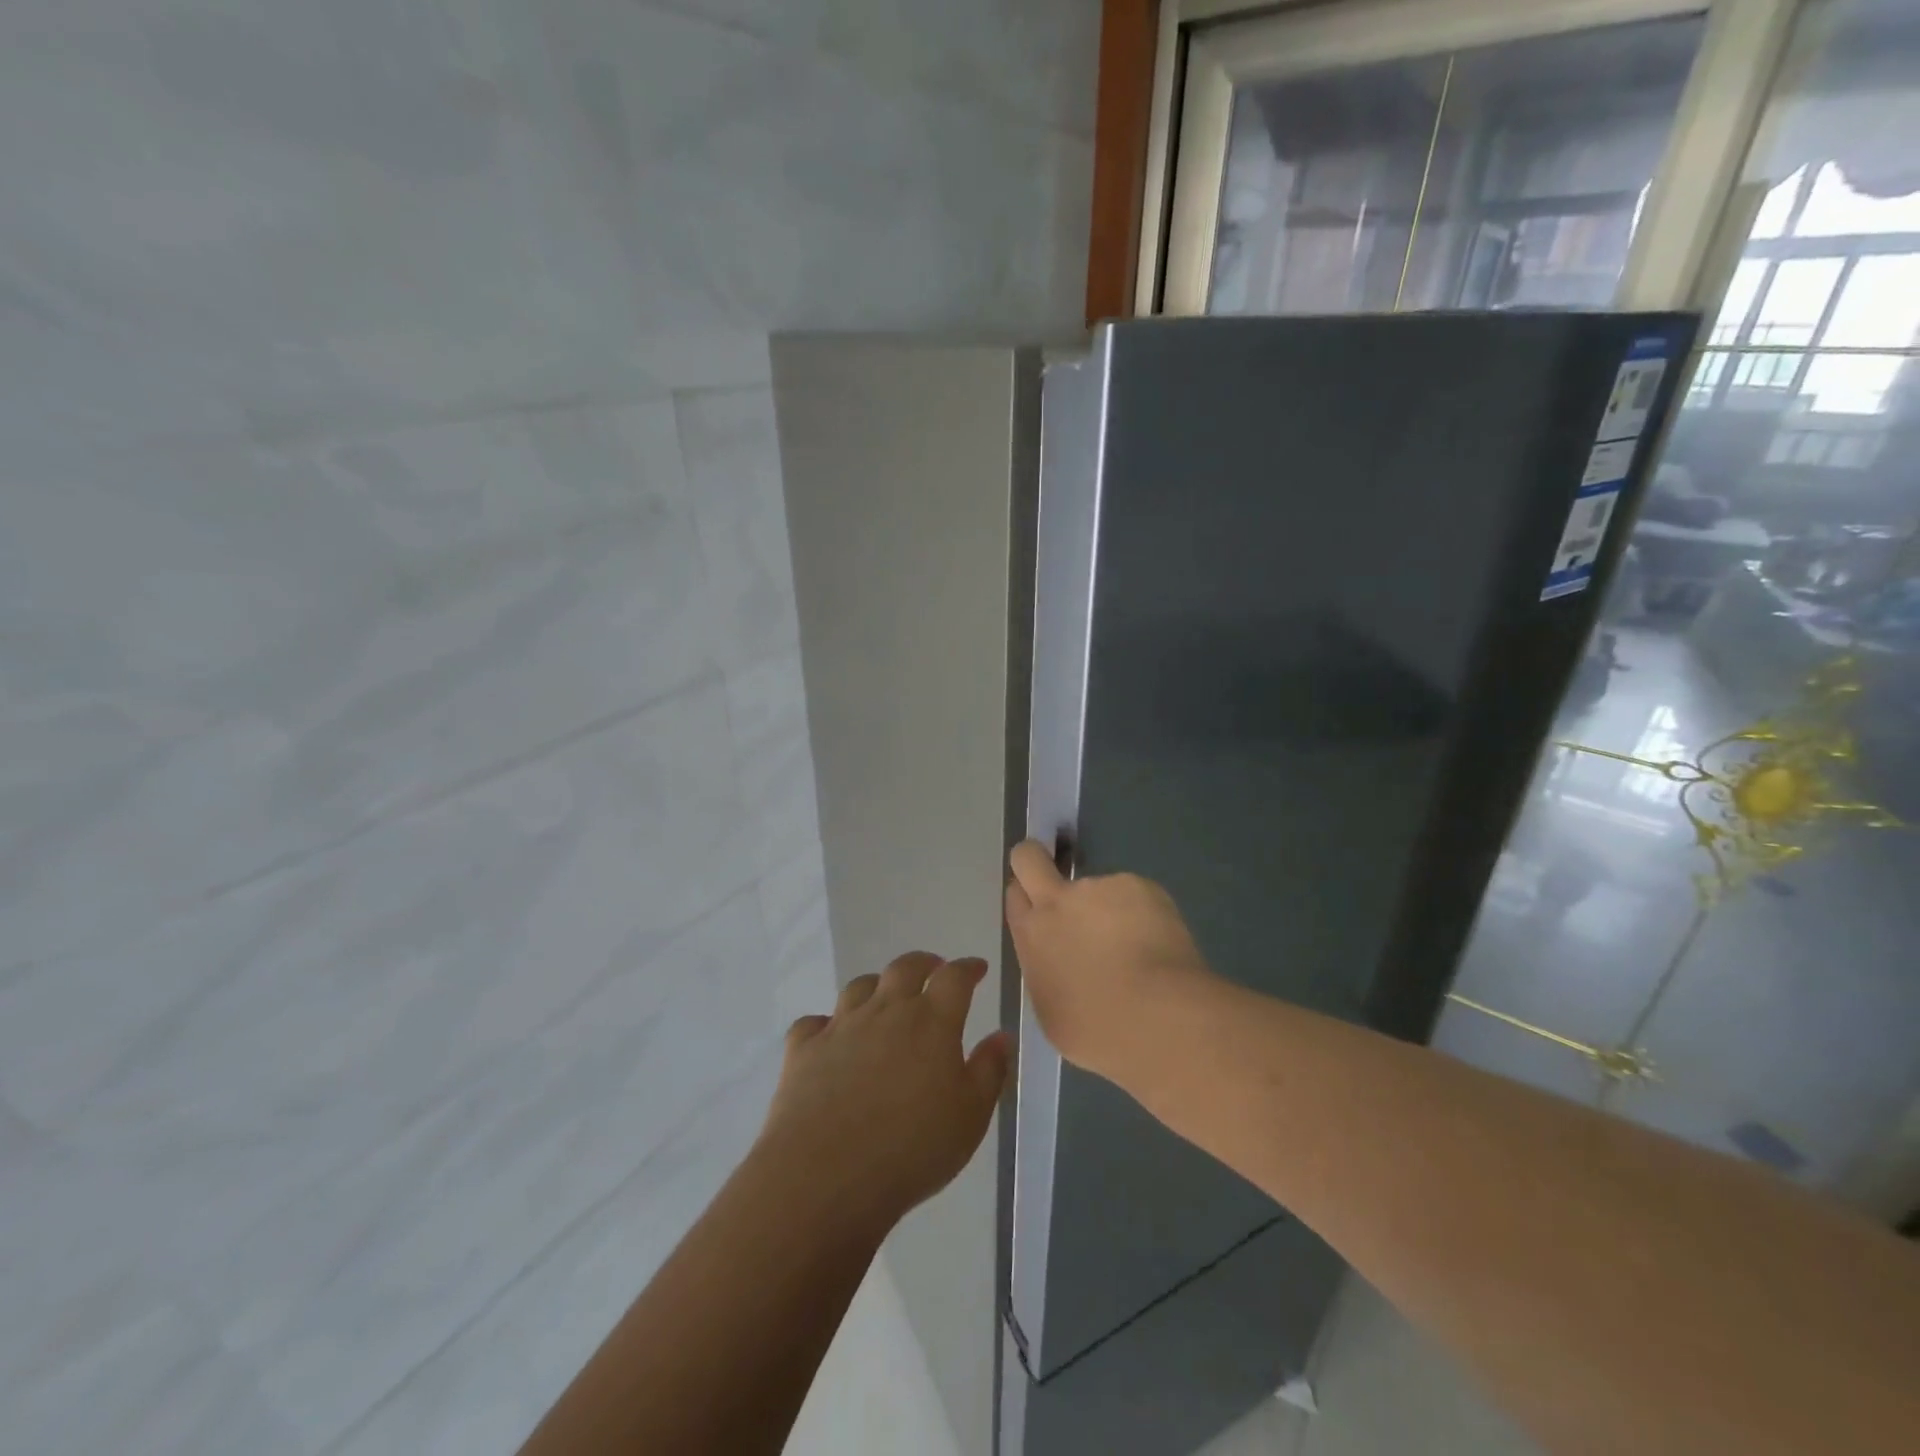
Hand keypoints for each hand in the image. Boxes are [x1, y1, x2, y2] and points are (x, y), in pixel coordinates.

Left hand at [761, 953, 1008, 1233]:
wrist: (826, 1175)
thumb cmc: (912, 1148)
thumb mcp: (970, 1116)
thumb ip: (990, 1071)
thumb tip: (1002, 1035)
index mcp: (931, 1022)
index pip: (955, 978)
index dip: (968, 968)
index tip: (977, 968)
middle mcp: (886, 1011)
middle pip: (904, 968)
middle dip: (923, 963)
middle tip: (933, 968)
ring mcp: (841, 1026)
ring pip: (859, 987)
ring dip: (877, 985)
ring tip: (884, 996)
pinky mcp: (803, 1049)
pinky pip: (813, 1022)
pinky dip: (825, 1024)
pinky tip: (829, 1036)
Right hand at [1004, 841, 1217, 1083]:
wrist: (1159, 1018)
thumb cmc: (1099, 1031)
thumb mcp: (1051, 1011)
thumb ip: (1047, 972)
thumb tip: (1059, 962)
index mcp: (1032, 935)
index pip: (1015, 895)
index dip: (1026, 898)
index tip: (1041, 910)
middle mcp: (1058, 901)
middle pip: (1029, 858)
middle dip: (1034, 859)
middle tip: (1057, 883)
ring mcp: (1100, 887)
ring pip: (1097, 889)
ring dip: (1109, 909)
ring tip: (1138, 950)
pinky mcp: (1140, 886)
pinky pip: (1135, 896)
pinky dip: (1143, 915)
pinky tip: (1160, 948)